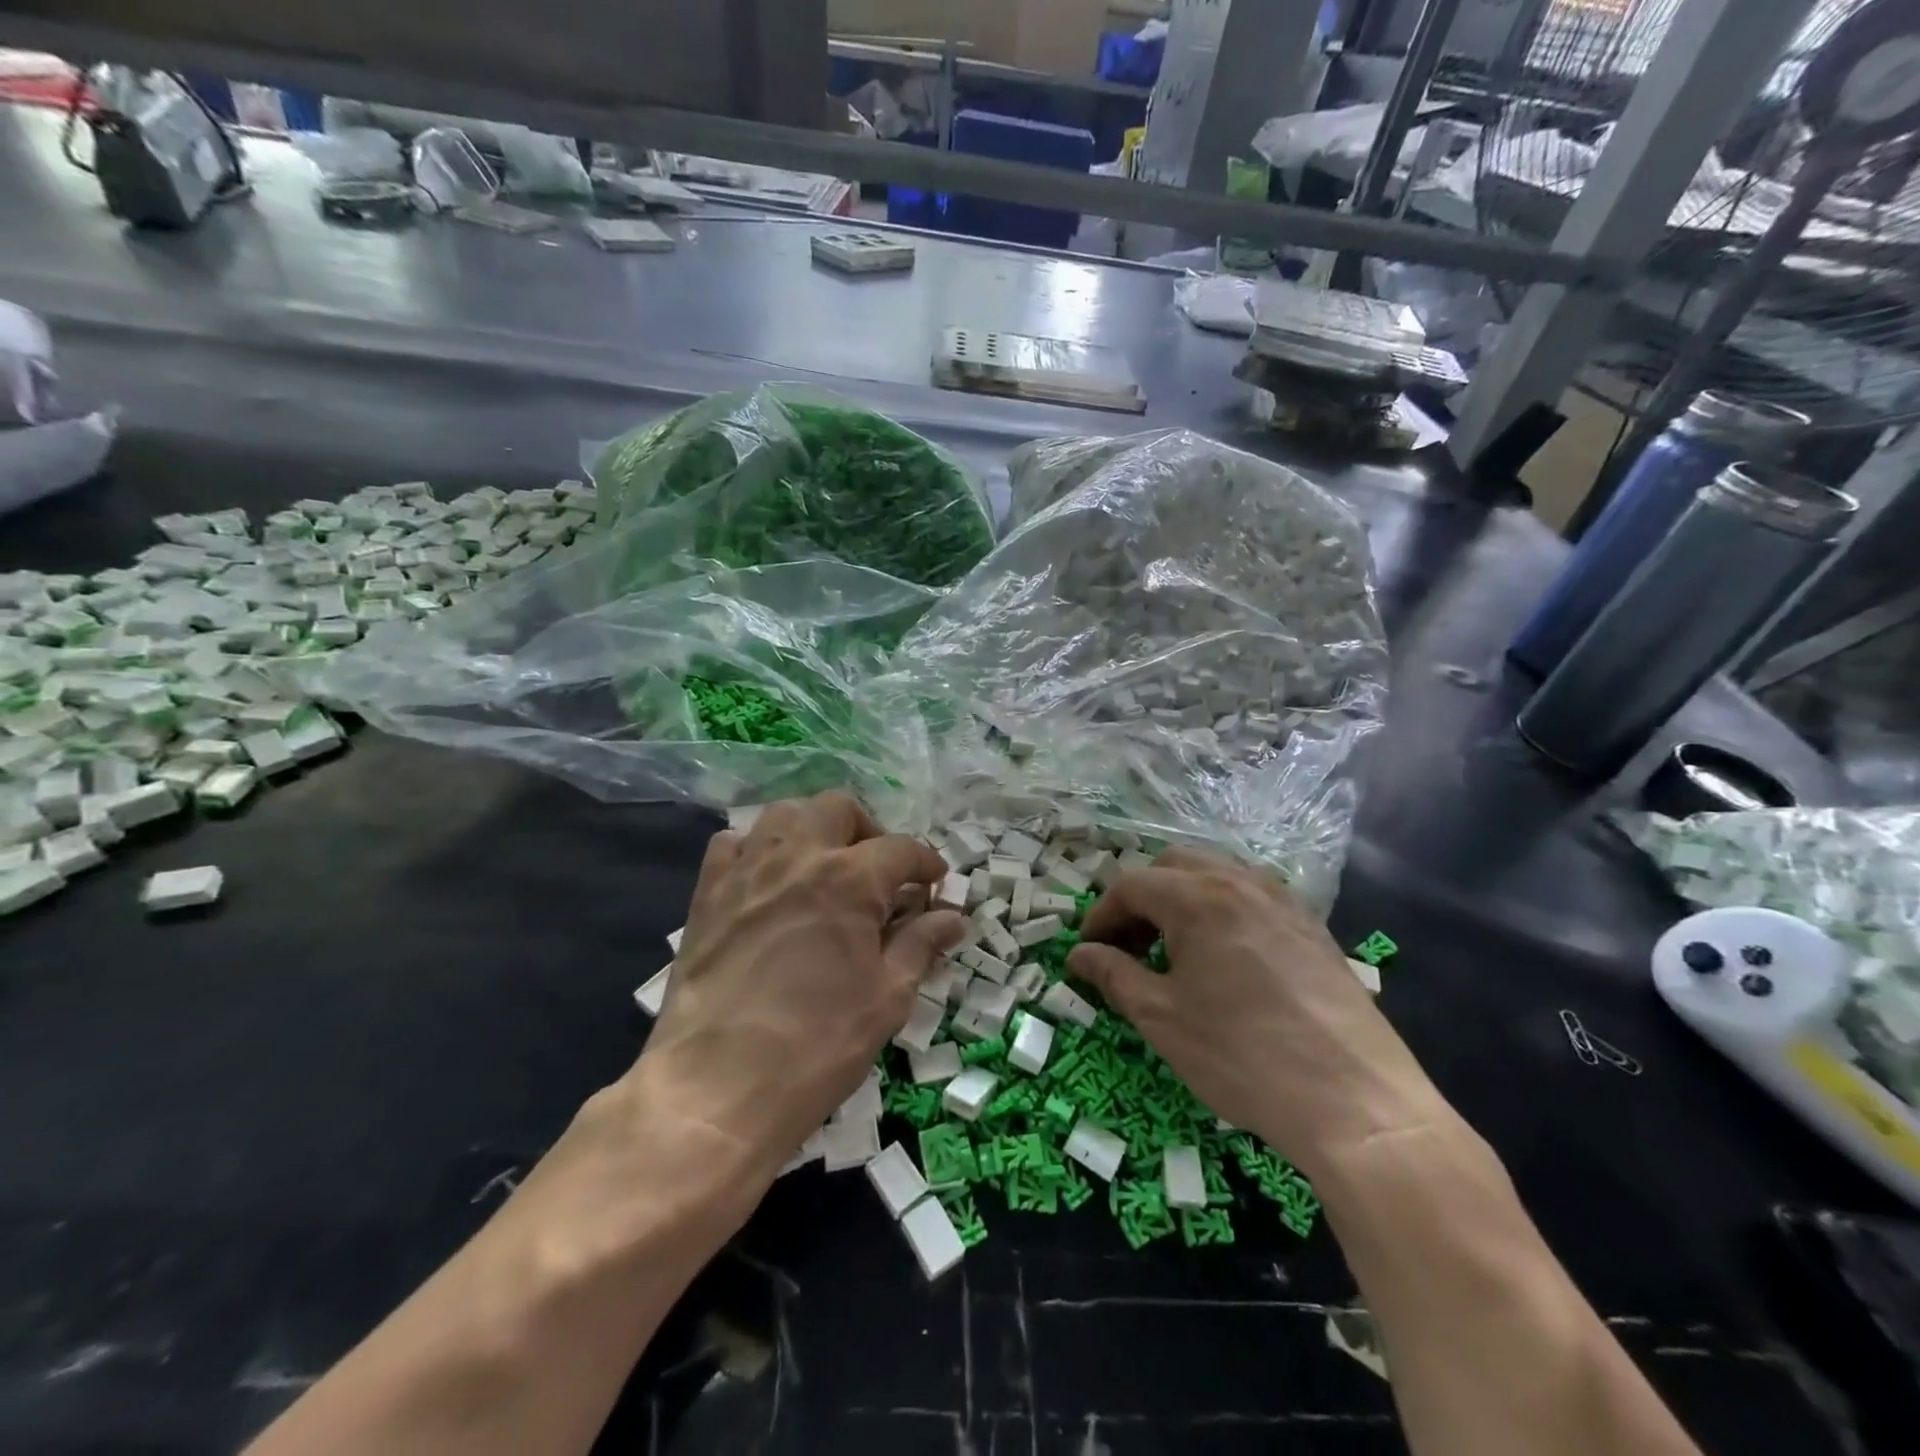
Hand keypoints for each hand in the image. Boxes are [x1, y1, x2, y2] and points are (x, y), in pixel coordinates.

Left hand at [633, 792, 963, 1185]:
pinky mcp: (708, 893)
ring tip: (825, 867)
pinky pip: (733, 843)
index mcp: (849, 879)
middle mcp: (798, 857)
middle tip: (880, 872)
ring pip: (784, 814)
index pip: (901, 849)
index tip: (935, 884)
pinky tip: (768, 879)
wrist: (716, 1088)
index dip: (926, 863)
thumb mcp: (886, 997)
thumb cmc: (817, 1046)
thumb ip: (921, 945)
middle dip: (870, 831)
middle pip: (839, 809)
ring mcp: (746, 870)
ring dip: (814, 829)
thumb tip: (953, 918)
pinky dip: (757, 848)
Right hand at [1067, 848, 1446, 1177]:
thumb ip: (1113, 975)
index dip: (1101, 915)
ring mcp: (1282, 901)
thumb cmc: (1241, 1055)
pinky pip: (1252, 898)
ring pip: (1216, 875)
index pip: (1131, 885)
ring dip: (1182, 899)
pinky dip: (1222, 911)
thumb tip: (1079, 954)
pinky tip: (1225, 959)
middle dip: (1141, 898)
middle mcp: (1239, 882)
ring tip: (1174, 950)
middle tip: (1129, 946)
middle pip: (1173, 866)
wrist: (1355, 1102)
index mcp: (1196, 897)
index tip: (1088, 952)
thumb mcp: (1161, 1018)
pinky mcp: (1311, 927)